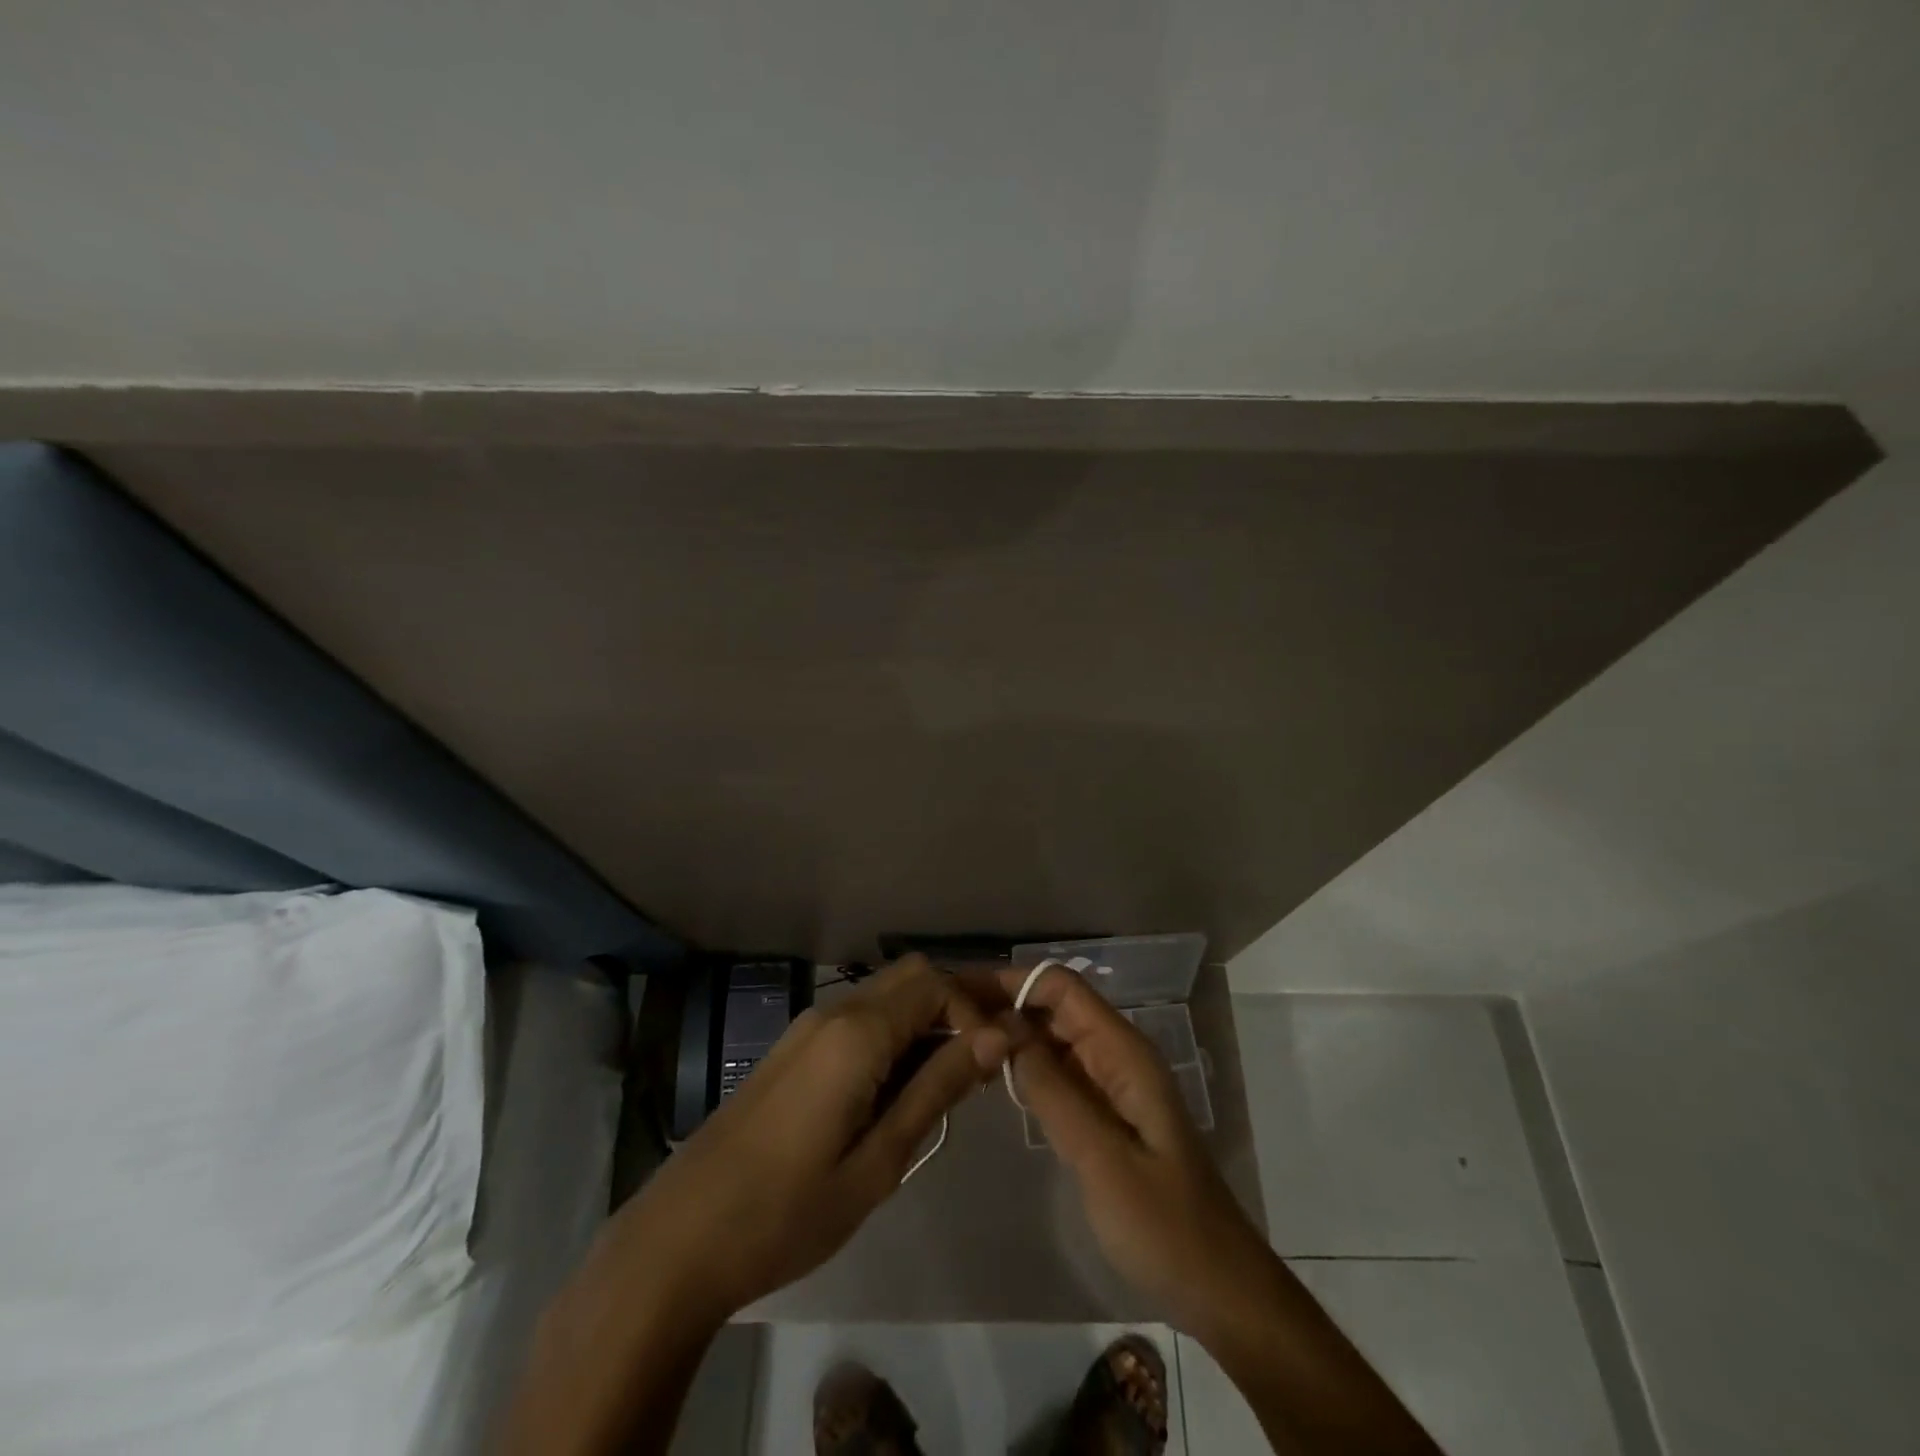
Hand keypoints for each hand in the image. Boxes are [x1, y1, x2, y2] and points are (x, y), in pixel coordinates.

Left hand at [620, 955, 1009, 1322]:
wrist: (680, 1239)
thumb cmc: (787, 1213)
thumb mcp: (879, 1161)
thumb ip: (938, 1088)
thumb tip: (998, 1037)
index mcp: (857, 1033)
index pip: (938, 984)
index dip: (976, 1012)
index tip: (999, 1062)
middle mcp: (834, 1012)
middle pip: (912, 976)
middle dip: (956, 1005)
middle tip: (984, 1060)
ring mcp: (808, 1026)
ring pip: (886, 994)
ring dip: (926, 1020)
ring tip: (952, 1078)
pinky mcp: (795, 1048)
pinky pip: (859, 1018)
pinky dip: (895, 1034)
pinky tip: (901, 1085)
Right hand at [986, 965, 1272, 1338]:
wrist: (1217, 1287)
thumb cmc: (1164, 1224)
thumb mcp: (1103, 1158)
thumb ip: (1052, 1090)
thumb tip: (1002, 1029)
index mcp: (1124, 1052)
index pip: (1063, 988)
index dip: (1012, 982)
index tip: (960, 992)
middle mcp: (1116, 1055)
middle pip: (1054, 1007)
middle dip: (1003, 1004)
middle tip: (944, 1017)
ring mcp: (1110, 1084)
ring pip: (1052, 1039)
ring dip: (1009, 1033)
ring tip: (955, 1040)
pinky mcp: (1103, 1113)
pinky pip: (1057, 1073)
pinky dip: (1023, 1066)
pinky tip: (988, 1075)